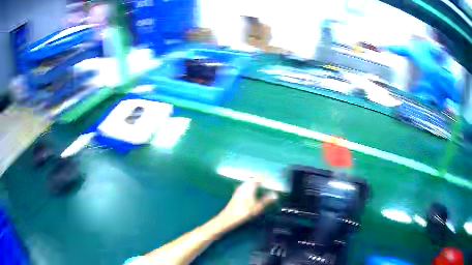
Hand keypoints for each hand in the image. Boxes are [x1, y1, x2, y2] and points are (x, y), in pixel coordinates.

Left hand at [217, 180, 277, 230]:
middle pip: (254, 179)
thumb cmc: (244, 212)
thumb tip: (275, 195)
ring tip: (263, 187)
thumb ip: (267, 200)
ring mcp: (239, 189)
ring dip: (256, 183)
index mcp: (250, 186)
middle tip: (269, 183)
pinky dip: (251, 187)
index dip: (266, 178)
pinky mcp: (237, 193)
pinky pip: (246, 186)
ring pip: (249, 182)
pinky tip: (254, 192)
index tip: (272, 179)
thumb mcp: (258, 207)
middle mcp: (244, 185)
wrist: (228, 217)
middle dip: (261, 180)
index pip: (259, 178)